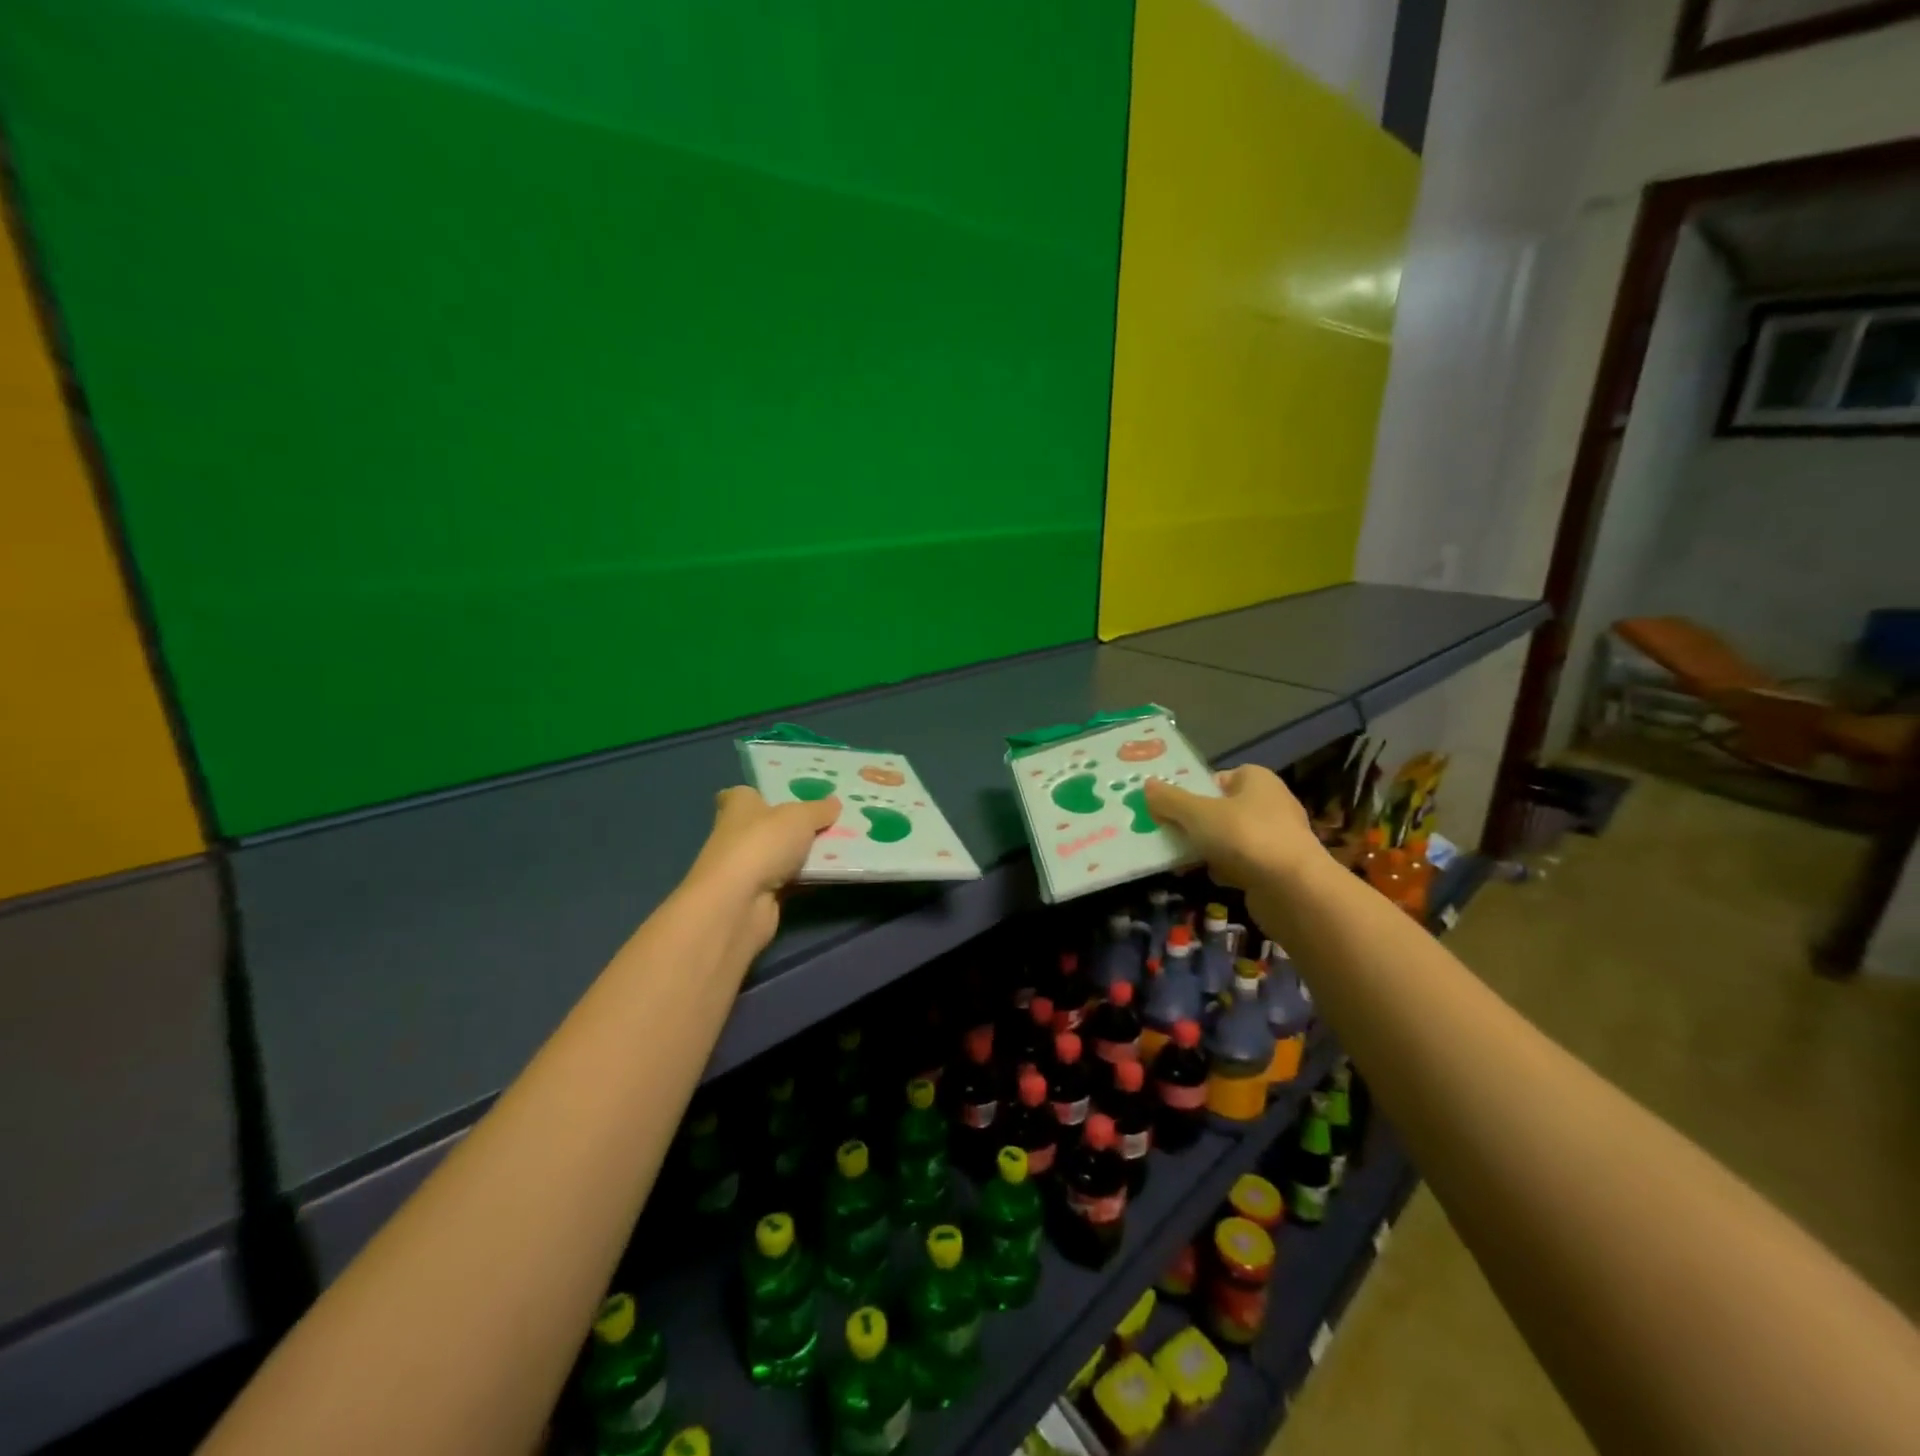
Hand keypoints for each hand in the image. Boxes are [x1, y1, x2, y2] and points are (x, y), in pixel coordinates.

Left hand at [687, 786, 840, 954]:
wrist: (739, 904)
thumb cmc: (762, 844)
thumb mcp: (800, 817)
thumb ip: (819, 809)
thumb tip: (834, 802)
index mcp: (739, 805)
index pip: (747, 794)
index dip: (767, 794)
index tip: (794, 795)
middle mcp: (738, 833)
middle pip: (771, 824)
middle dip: (797, 824)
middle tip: (833, 818)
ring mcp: (748, 866)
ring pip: (783, 854)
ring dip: (806, 852)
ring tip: (845, 843)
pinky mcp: (760, 894)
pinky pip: (791, 880)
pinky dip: (808, 877)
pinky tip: (835, 871)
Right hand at [1143, 765, 1322, 891]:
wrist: (1294, 890)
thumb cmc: (1245, 837)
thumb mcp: (1197, 814)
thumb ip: (1170, 800)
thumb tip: (1147, 786)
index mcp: (1256, 779)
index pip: (1217, 778)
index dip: (1192, 791)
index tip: (1169, 807)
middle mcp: (1270, 803)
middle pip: (1220, 809)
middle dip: (1193, 824)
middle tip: (1166, 834)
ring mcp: (1276, 838)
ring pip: (1228, 838)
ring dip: (1206, 849)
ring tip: (1180, 860)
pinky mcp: (1277, 868)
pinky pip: (1240, 863)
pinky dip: (1223, 869)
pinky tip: (1208, 878)